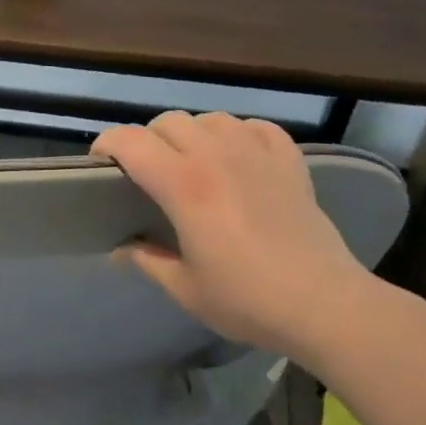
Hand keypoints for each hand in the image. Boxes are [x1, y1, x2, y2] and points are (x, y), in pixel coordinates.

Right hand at [93, 112, 379, 358]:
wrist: (325, 305)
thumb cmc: (247, 299)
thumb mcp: (185, 288)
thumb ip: (147, 260)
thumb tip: (122, 249)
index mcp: (184, 185)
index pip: (131, 141)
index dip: (107, 144)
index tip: (100, 164)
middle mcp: (216, 157)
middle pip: (168, 122)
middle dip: (148, 140)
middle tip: (147, 171)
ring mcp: (257, 154)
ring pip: (210, 119)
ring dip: (192, 134)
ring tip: (192, 162)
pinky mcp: (289, 162)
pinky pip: (256, 127)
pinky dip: (239, 134)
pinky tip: (238, 157)